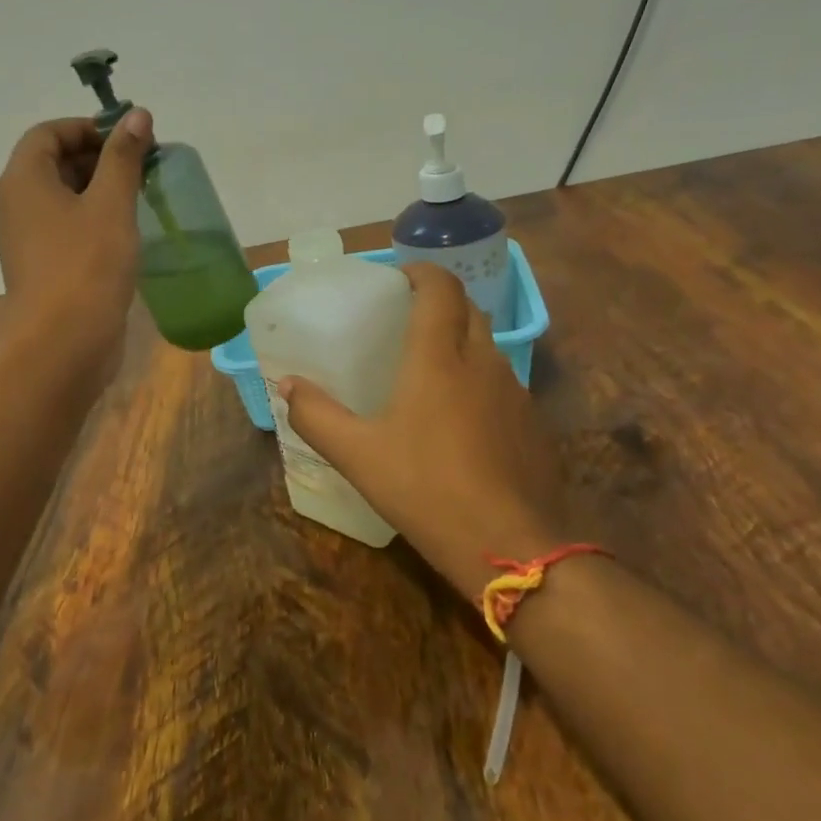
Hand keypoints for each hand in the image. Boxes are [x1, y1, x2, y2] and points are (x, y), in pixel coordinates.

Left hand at [0, 109, 151, 360]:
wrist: (63, 343)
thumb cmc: (87, 264)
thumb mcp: (111, 203)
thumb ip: (124, 157)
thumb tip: (137, 115)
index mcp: (24, 180)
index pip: (48, 133)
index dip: (87, 128)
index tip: (128, 140)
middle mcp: (17, 204)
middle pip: (53, 163)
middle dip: (98, 157)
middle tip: (142, 166)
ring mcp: (27, 239)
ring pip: (62, 198)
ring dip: (99, 190)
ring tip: (140, 196)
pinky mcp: (43, 266)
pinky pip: (66, 227)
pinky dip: (94, 219)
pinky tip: (126, 231)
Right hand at [278, 262, 562, 601]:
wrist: (512, 548)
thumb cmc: (427, 490)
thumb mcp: (358, 456)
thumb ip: (317, 416)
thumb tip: (287, 385)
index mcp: (439, 357)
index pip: (440, 287)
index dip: (420, 272)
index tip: (396, 280)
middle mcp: (482, 361)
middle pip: (468, 309)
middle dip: (440, 303)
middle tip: (405, 322)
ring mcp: (515, 392)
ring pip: (488, 346)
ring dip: (461, 342)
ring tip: (428, 370)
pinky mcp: (533, 424)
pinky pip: (503, 383)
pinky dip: (479, 381)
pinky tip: (460, 420)